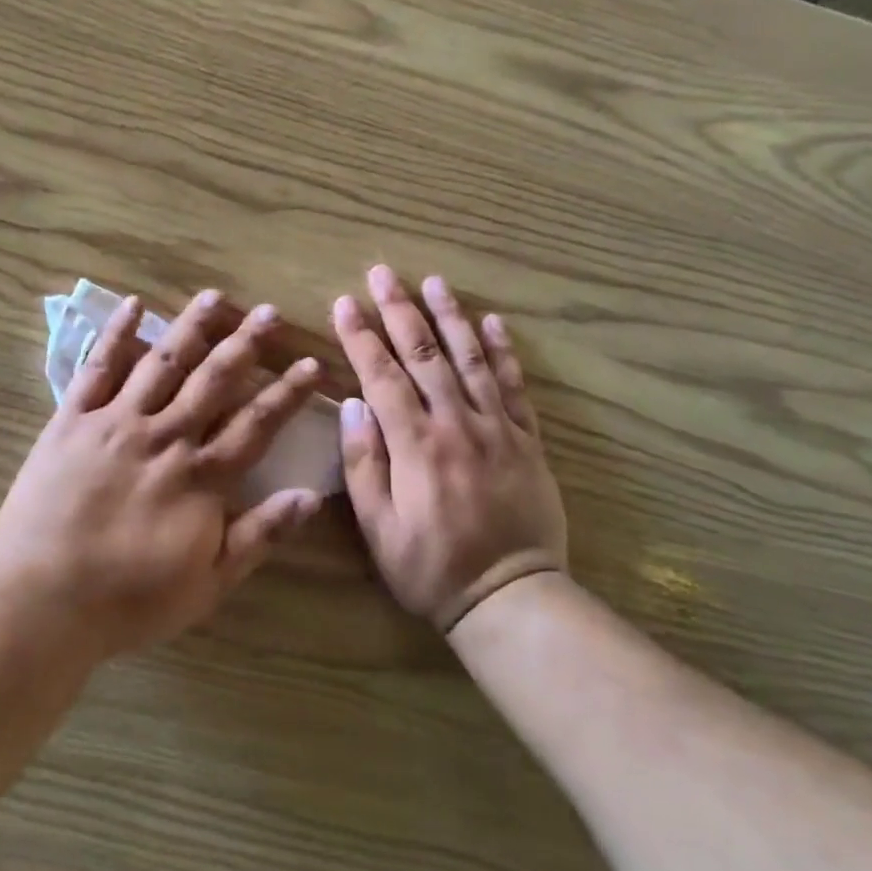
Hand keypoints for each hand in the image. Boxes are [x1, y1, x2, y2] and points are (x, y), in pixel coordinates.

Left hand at [0, 289, 324, 659]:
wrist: (42, 598)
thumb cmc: (128, 600)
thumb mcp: (208, 583)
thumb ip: (259, 536)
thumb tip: (310, 495)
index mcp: (200, 477)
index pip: (256, 425)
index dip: (286, 393)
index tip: (310, 365)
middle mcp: (164, 437)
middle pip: (212, 380)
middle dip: (245, 344)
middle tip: (269, 312)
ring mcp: (116, 422)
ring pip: (162, 362)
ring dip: (191, 327)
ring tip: (215, 296)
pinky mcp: (73, 420)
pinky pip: (98, 368)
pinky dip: (116, 334)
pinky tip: (134, 306)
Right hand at [332, 266, 566, 633]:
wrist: (512, 597)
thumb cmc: (431, 567)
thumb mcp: (379, 528)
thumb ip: (364, 464)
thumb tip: (353, 406)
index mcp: (415, 445)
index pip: (381, 376)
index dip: (361, 336)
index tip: (344, 303)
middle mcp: (456, 424)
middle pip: (424, 355)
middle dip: (400, 310)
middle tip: (383, 273)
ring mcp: (497, 428)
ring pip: (470, 359)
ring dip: (450, 317)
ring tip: (434, 282)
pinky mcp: (527, 440)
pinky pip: (514, 386)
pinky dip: (503, 352)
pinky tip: (493, 322)